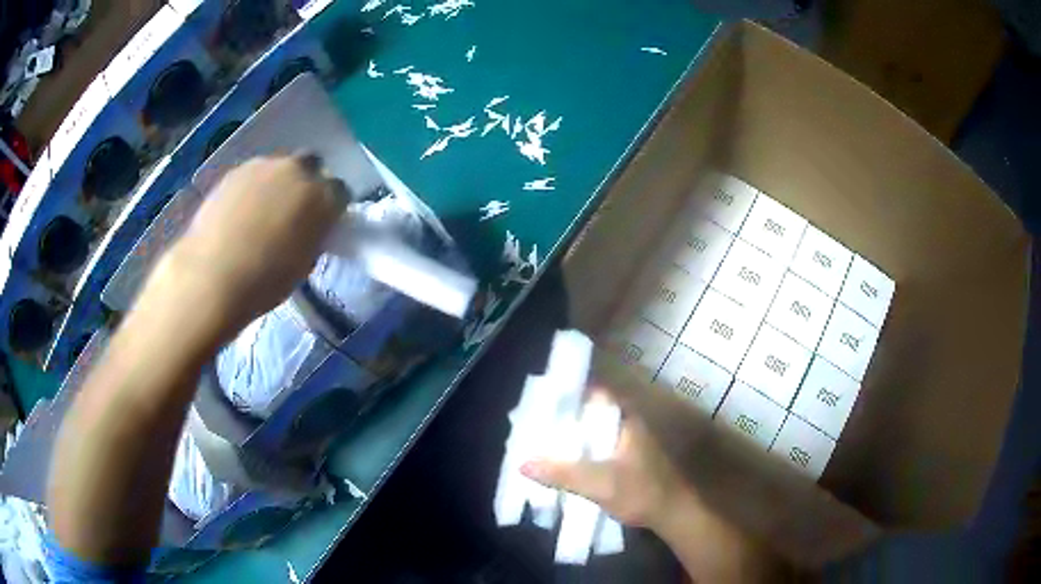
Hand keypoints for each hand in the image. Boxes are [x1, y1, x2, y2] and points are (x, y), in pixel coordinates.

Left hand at [148, 155, 346, 340]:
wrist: (212, 276)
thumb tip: (309, 228)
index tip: (322, 222)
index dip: (331, 206)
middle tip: (293, 209)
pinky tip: (239, 213)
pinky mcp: (236, 170)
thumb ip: (313, 236)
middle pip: (312, 164)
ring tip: (260, 212)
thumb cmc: (264, 282)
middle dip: (307, 181)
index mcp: (323, 198)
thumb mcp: (303, 264)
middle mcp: (298, 172)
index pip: (340, 191)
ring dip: (277, 183)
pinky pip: (253, 174)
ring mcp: (265, 166)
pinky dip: (252, 188)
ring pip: (279, 167)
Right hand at [520, 389, 690, 529]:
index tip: (544, 402)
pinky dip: (585, 452)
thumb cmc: (642, 492)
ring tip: (546, 444)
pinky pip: (602, 448)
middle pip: (594, 414)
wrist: (674, 515)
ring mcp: (633, 443)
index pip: (595, 396)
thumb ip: (563, 474)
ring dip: (576, 438)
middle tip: (538, 425)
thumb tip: (524, 463)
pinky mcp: (632, 460)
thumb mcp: (599, 484)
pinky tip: (569, 464)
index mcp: (626, 421)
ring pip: (598, 433)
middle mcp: (630, 425)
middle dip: (567, 419)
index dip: (570, 396)